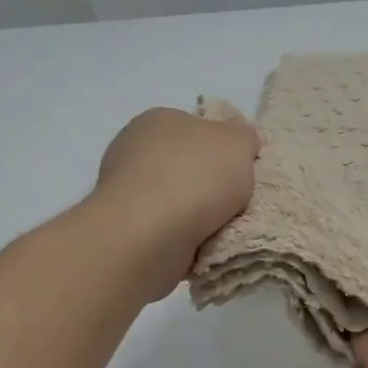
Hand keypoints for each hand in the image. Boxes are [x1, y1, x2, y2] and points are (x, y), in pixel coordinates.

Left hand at [92, 107, 260, 299]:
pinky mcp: (124, 228)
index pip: (197, 128)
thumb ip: (244, 136)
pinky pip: (165, 230)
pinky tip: (197, 247)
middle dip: (210, 186)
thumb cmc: (194, 178)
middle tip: (236, 204)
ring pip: (175, 201)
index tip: (242, 172)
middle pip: (186, 166)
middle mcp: (134, 150)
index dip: (223, 149)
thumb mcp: (237, 143)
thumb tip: (241, 141)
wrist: (148, 237)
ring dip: (196, 216)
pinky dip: (182, 239)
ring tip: (220, 231)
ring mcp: (125, 191)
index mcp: (158, 119)